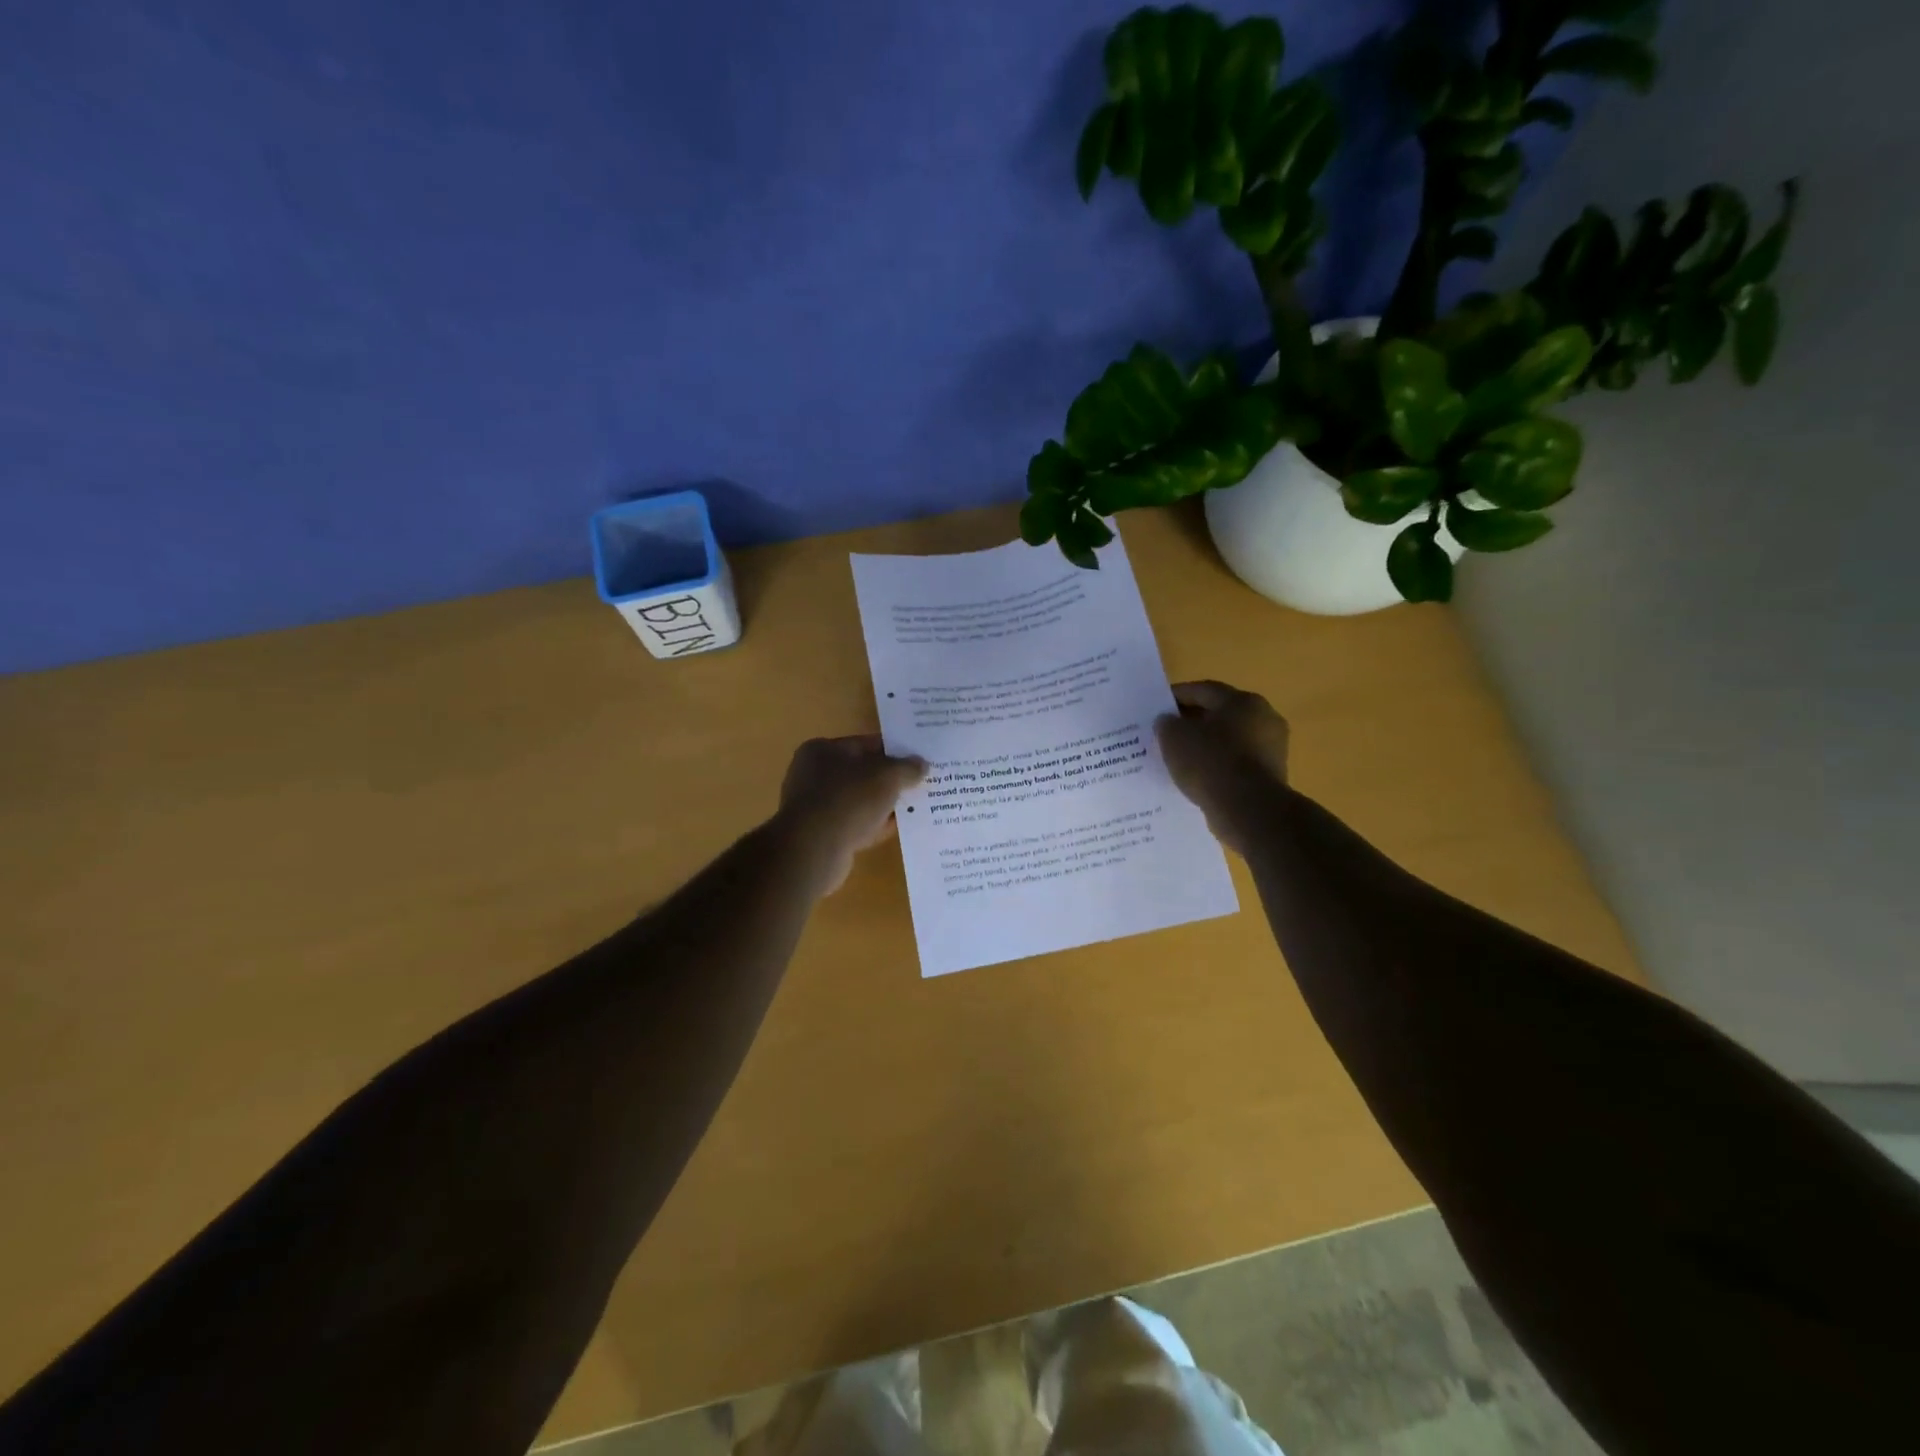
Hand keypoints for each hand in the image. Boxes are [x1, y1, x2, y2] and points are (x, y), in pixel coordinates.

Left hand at [775, 735, 925, 893]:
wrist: (814, 850)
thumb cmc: (848, 800)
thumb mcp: (887, 776)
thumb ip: (907, 767)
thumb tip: (921, 764)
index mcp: (822, 750)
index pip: (865, 743)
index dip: (894, 750)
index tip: (918, 759)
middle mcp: (813, 775)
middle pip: (862, 773)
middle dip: (890, 779)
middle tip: (920, 783)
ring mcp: (816, 807)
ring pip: (860, 801)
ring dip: (885, 804)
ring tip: (915, 806)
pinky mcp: (821, 835)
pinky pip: (855, 824)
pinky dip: (875, 825)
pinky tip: (899, 828)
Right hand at [1155, 681, 1290, 854]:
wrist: (1248, 810)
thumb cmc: (1210, 762)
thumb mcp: (1174, 737)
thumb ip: (1167, 723)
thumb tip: (1169, 721)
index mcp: (1242, 701)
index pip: (1203, 690)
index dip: (1176, 696)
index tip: (1156, 706)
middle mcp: (1263, 718)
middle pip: (1219, 714)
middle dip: (1192, 722)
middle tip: (1166, 733)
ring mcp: (1272, 749)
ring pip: (1229, 741)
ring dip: (1206, 746)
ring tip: (1179, 759)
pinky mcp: (1271, 776)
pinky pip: (1236, 764)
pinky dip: (1218, 767)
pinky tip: (1198, 778)